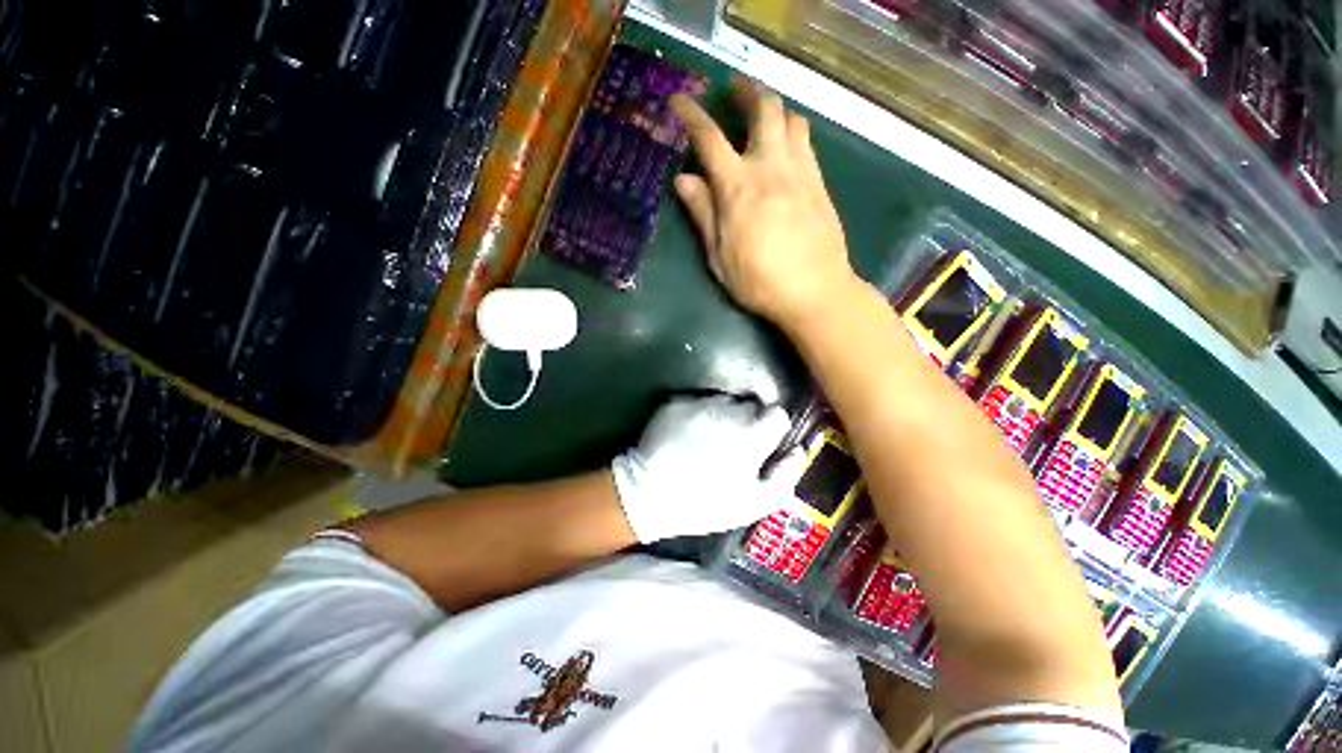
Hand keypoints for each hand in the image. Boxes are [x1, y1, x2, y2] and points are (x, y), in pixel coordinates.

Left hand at [611, 394, 802, 542]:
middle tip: (733, 444)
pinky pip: (697, 401)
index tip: (762, 442)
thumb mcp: (753, 504)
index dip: (773, 427)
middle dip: (748, 420)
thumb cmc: (706, 503)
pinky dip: (697, 414)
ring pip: (723, 401)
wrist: (649, 494)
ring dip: (722, 415)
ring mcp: (700, 403)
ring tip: (708, 439)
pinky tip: (687, 434)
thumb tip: (800, 450)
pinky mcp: (676, 402)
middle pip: (750, 405)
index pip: (777, 413)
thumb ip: (784, 476)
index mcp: (752, 433)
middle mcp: (729, 410)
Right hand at [671, 78, 859, 327]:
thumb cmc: (759, 281)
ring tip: (763, 116)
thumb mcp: (719, 256)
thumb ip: (703, 214)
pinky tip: (786, 146)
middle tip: (734, 91)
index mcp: (738, 188)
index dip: (692, 115)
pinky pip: (807, 143)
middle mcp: (770, 168)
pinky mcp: (820, 184)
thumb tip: (684, 180)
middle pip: (763, 109)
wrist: (814, 291)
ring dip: (774, 109)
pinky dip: (793, 133)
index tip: (681, 101)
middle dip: (746, 92)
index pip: (709, 138)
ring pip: (791, 119)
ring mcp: (800, 172)